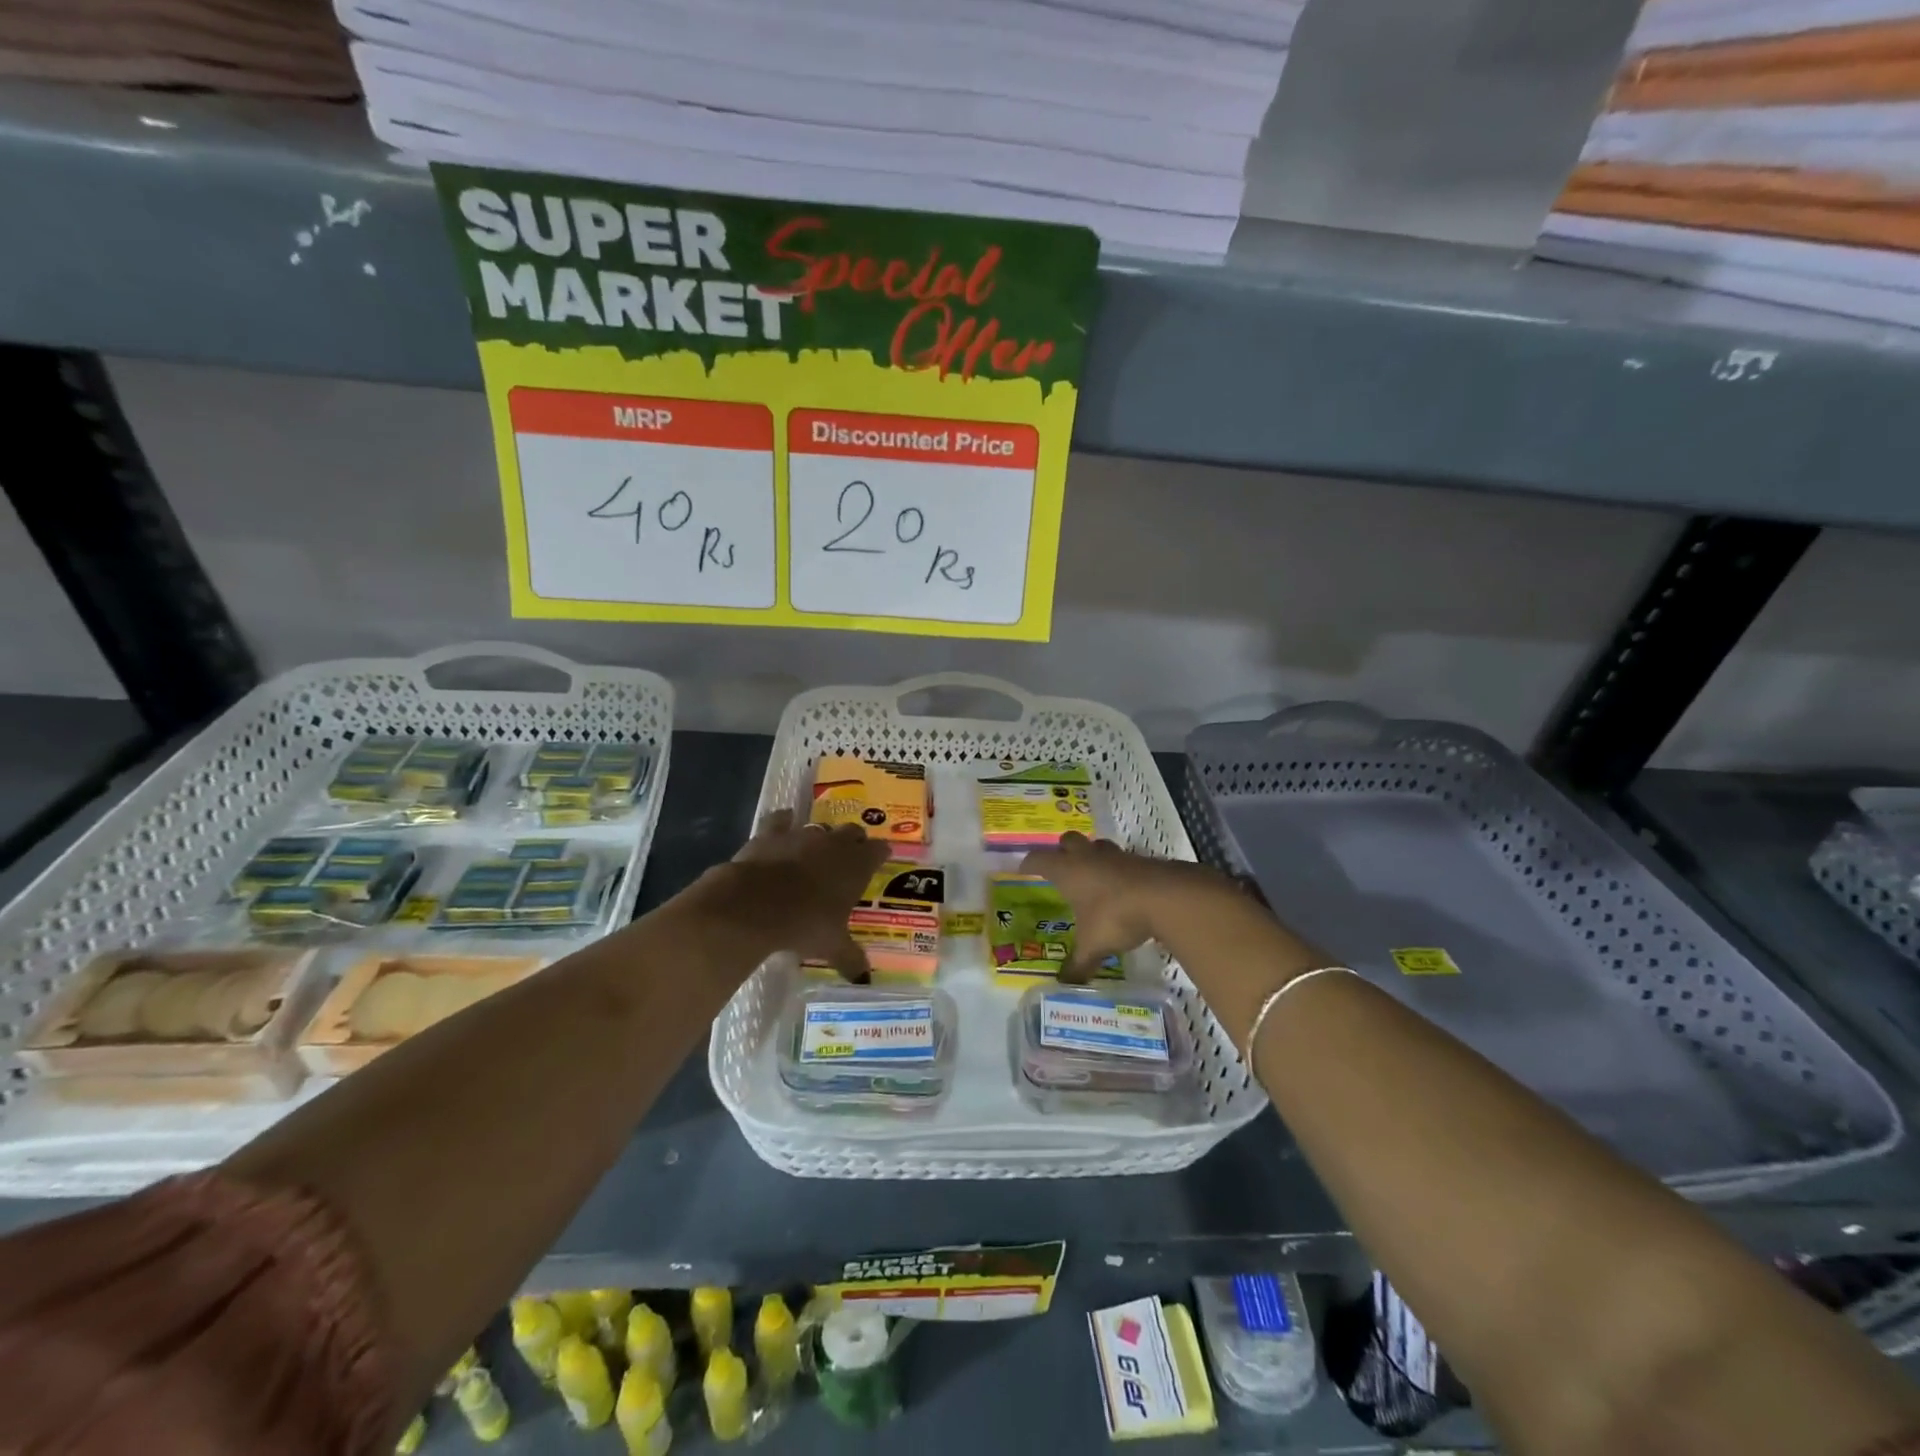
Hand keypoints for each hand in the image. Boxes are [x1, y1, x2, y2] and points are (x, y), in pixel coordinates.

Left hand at [682, 808, 889, 982]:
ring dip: (820, 836)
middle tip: (851, 855)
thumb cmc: (804, 924)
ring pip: (819, 826)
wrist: (755, 904)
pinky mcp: (772, 833)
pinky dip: (783, 822)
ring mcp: (802, 834)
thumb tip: (864, 978)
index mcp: (857, 865)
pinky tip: (783, 824)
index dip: (881, 854)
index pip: (879, 850)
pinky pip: (781, 820)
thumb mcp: (831, 946)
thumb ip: (850, 958)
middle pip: (853, 831)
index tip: (881, 859)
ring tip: (817, 848)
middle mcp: (834, 843)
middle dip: (854, 841)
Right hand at [1018, 832, 1240, 983]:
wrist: (1164, 897)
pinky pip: (1121, 859)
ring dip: (1092, 856)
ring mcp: (1116, 856)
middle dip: (1062, 850)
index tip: (1023, 868)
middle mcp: (1088, 857)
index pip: (1039, 859)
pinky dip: (1117, 869)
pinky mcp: (1140, 861)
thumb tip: (1064, 985)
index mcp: (1067, 871)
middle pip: (1068, 841)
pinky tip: (1120, 887)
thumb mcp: (1093, 945)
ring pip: (1097, 846)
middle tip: (1060, 866)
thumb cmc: (1115, 916)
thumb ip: (1078, 964)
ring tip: (1091, 874)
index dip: (1029, 863)